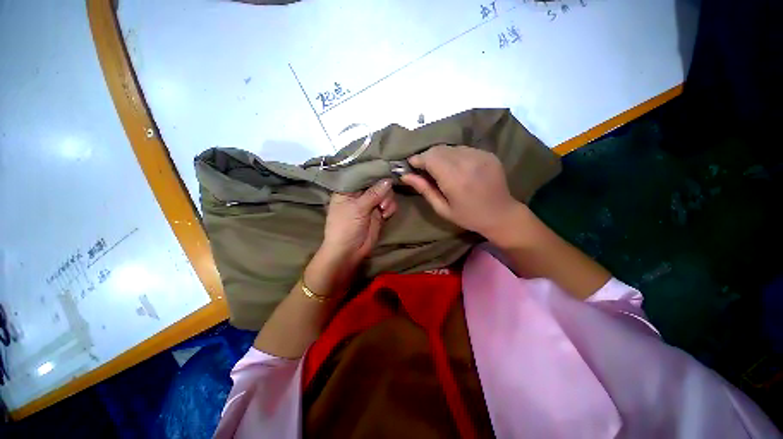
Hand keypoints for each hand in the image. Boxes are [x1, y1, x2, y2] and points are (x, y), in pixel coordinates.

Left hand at [321, 179, 396, 265]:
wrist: (349, 251)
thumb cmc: (346, 227)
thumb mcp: (357, 208)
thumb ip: (374, 193)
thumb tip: (388, 180)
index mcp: (348, 189)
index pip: (362, 174)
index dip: (374, 171)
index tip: (386, 168)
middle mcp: (360, 193)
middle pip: (378, 182)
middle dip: (383, 190)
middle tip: (381, 202)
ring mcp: (370, 203)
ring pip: (386, 193)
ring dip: (388, 200)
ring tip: (382, 209)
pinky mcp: (379, 213)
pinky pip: (389, 204)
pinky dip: (390, 208)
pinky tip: (385, 215)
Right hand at [401, 145, 529, 243]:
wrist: (501, 214)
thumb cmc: (468, 216)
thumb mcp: (442, 208)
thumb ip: (424, 189)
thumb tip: (405, 176)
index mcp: (455, 179)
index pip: (430, 158)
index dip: (418, 159)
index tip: (411, 165)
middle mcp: (467, 162)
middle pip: (438, 149)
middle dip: (427, 157)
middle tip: (423, 169)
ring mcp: (479, 155)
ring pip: (450, 147)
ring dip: (440, 155)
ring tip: (439, 169)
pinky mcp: (487, 153)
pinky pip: (463, 149)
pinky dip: (454, 155)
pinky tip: (455, 167)